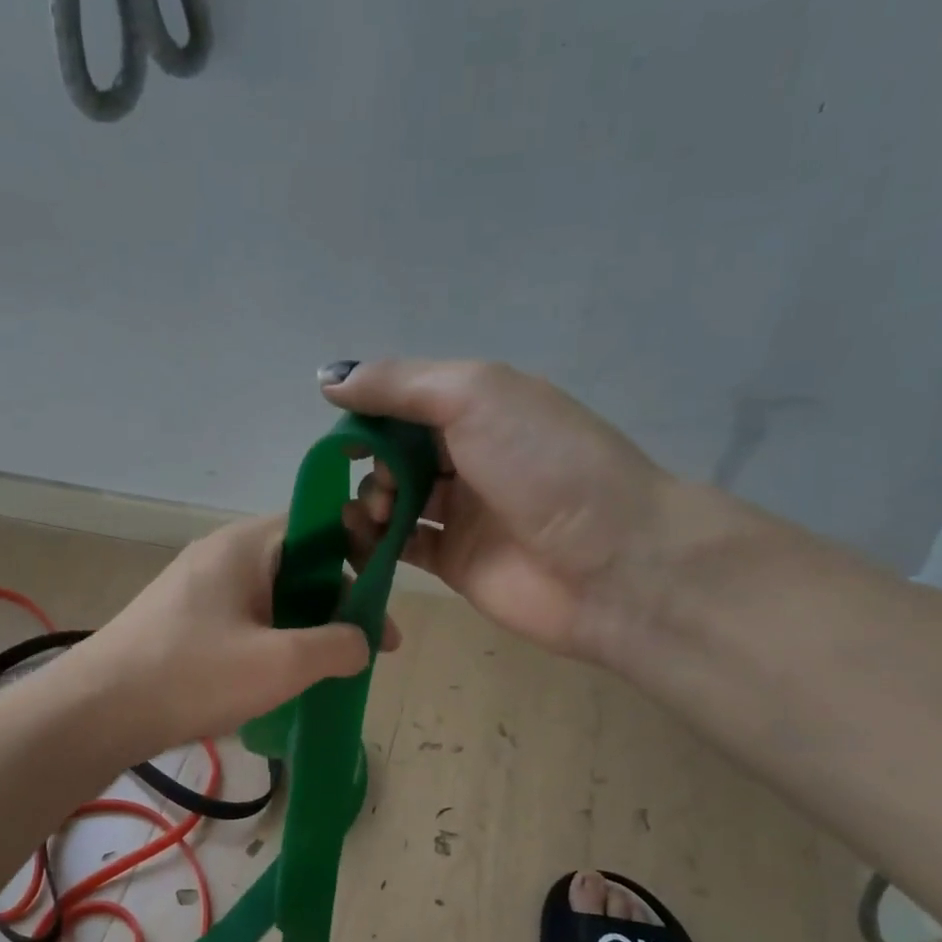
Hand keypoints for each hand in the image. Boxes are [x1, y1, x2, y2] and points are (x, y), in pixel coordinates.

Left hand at [71, 515, 399, 759]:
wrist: (95, 712)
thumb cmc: (192, 676)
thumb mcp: (281, 663)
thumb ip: (338, 646)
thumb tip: (362, 641)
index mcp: (246, 545)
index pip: (321, 525)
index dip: (361, 554)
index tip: (382, 600)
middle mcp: (222, 556)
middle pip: (300, 563)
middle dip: (339, 602)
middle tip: (367, 648)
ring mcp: (198, 588)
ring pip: (274, 596)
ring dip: (308, 627)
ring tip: (332, 669)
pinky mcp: (184, 621)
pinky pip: (246, 619)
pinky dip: (275, 640)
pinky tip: (283, 678)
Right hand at [323, 359, 669, 666]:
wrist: (612, 563)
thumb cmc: (545, 464)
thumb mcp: (475, 396)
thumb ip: (399, 385)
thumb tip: (329, 377)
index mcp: (482, 407)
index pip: (408, 402)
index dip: (370, 413)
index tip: (341, 433)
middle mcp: (471, 456)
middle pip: (397, 453)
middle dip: (372, 463)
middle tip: (384, 485)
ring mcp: (464, 512)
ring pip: (395, 500)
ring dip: (370, 501)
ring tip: (375, 514)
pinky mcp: (455, 562)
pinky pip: (401, 546)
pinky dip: (373, 542)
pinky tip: (361, 539)